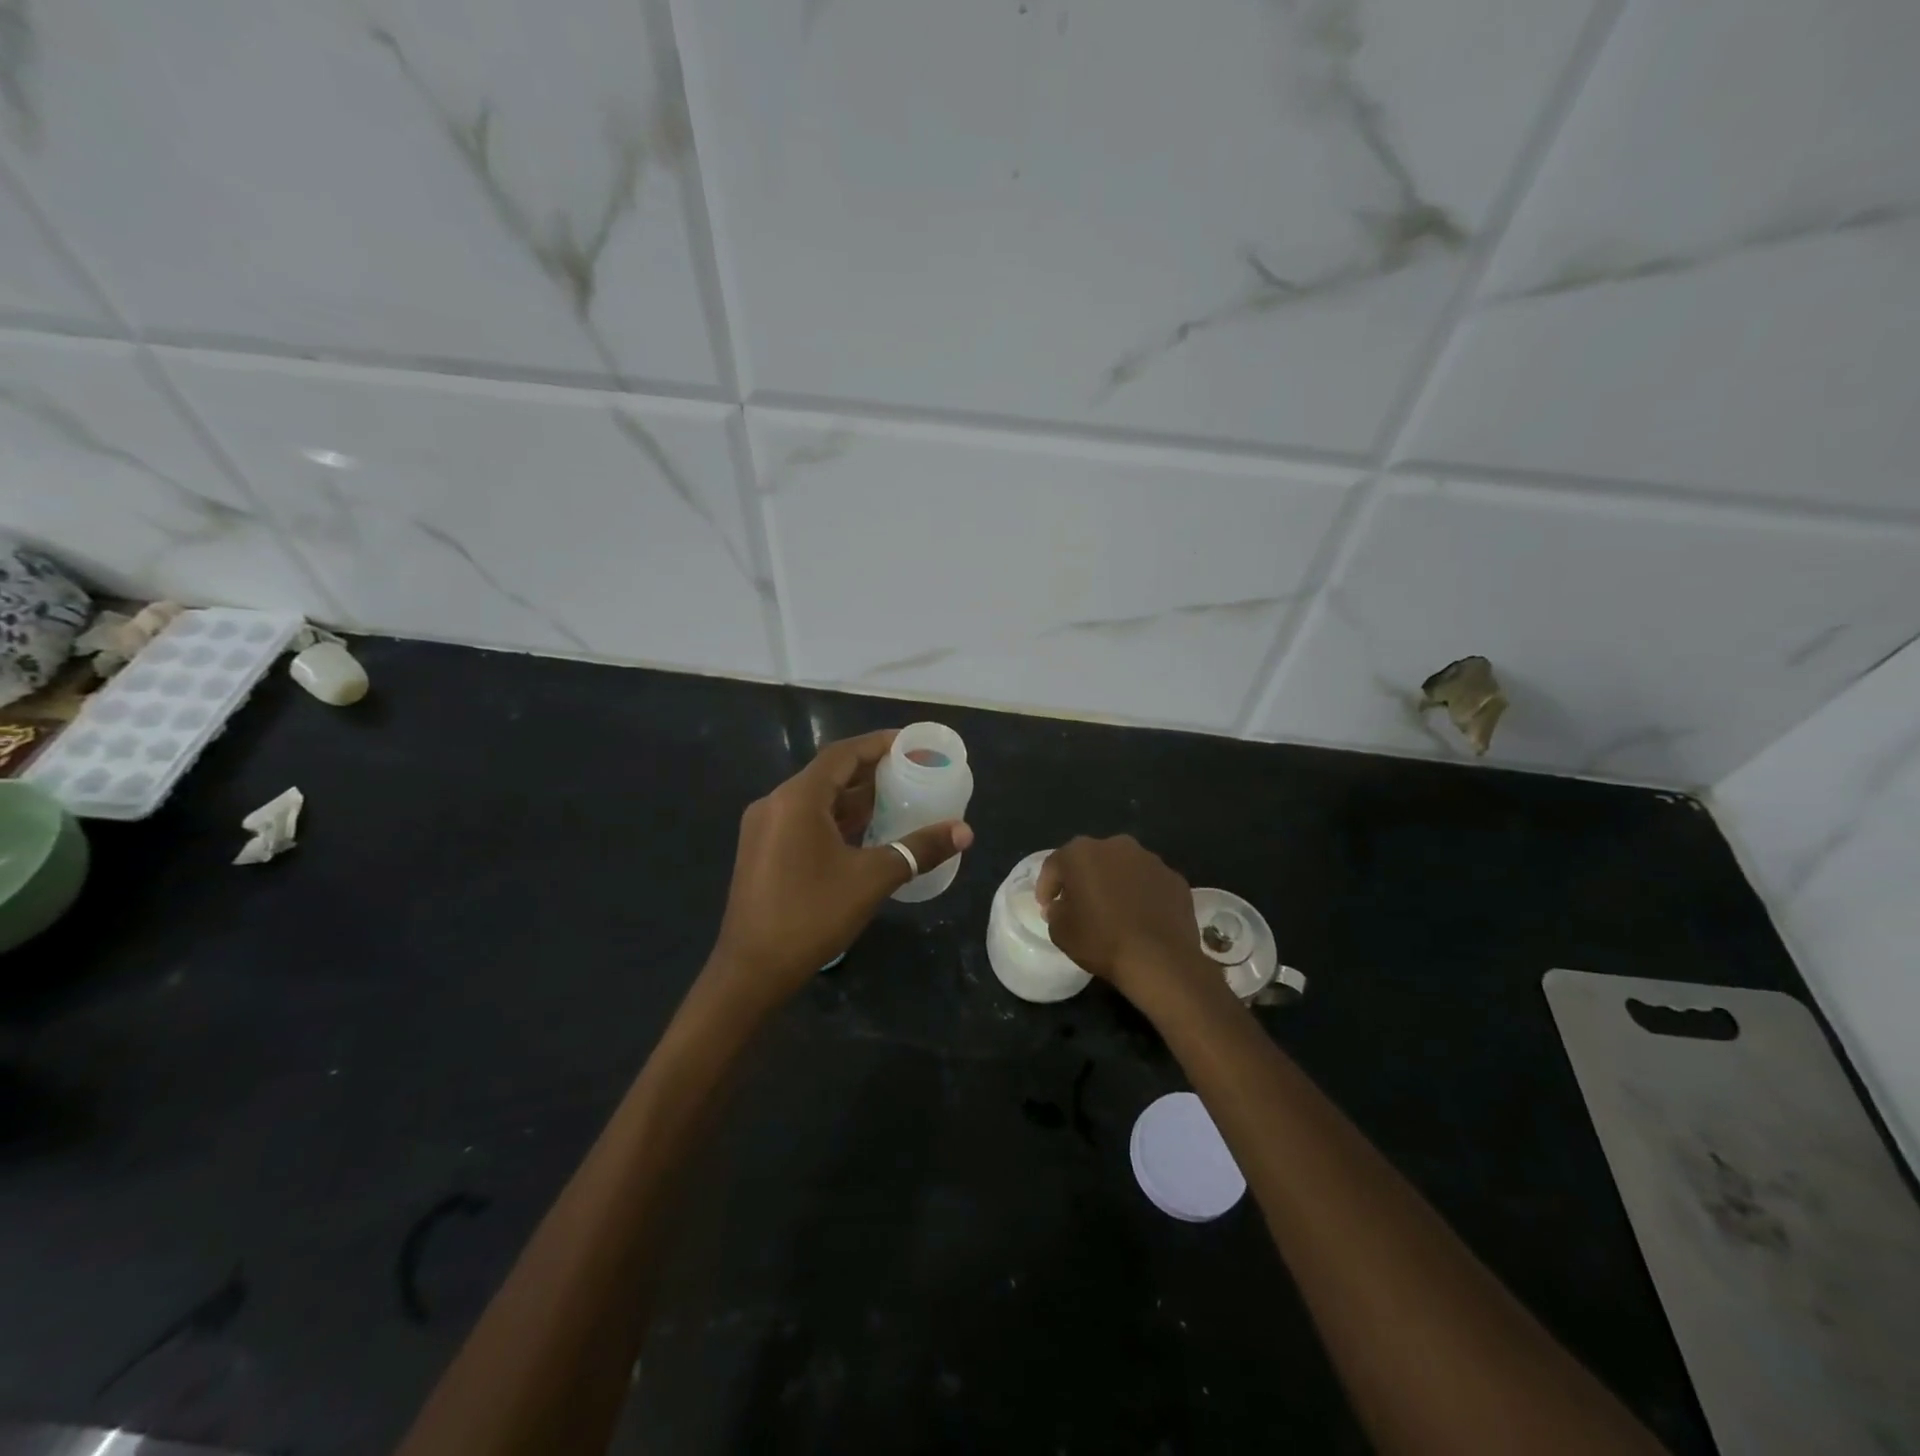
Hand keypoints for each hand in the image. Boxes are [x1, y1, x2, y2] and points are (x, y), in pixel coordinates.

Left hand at [708, 730, 972, 1010]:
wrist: (751, 971)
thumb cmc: (812, 915)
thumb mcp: (872, 879)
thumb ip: (918, 849)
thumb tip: (965, 831)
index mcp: (797, 798)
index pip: (843, 754)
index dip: (878, 744)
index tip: (912, 743)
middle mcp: (775, 803)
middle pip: (829, 774)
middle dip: (871, 772)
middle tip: (912, 772)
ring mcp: (764, 828)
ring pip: (816, 800)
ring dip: (854, 798)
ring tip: (897, 798)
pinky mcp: (762, 851)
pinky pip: (805, 821)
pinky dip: (836, 819)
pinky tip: (865, 832)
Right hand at [1036, 835, 1213, 1002]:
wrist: (1160, 959)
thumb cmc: (1101, 940)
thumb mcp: (1060, 931)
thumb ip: (1055, 911)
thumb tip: (1062, 905)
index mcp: (1082, 853)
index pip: (1055, 865)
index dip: (1047, 887)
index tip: (1046, 907)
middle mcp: (1116, 846)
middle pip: (1091, 860)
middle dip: (1082, 879)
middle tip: (1079, 905)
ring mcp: (1150, 859)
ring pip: (1122, 868)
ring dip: (1114, 884)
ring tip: (1113, 912)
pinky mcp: (1174, 878)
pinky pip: (1148, 883)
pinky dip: (1141, 895)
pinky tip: (1140, 918)